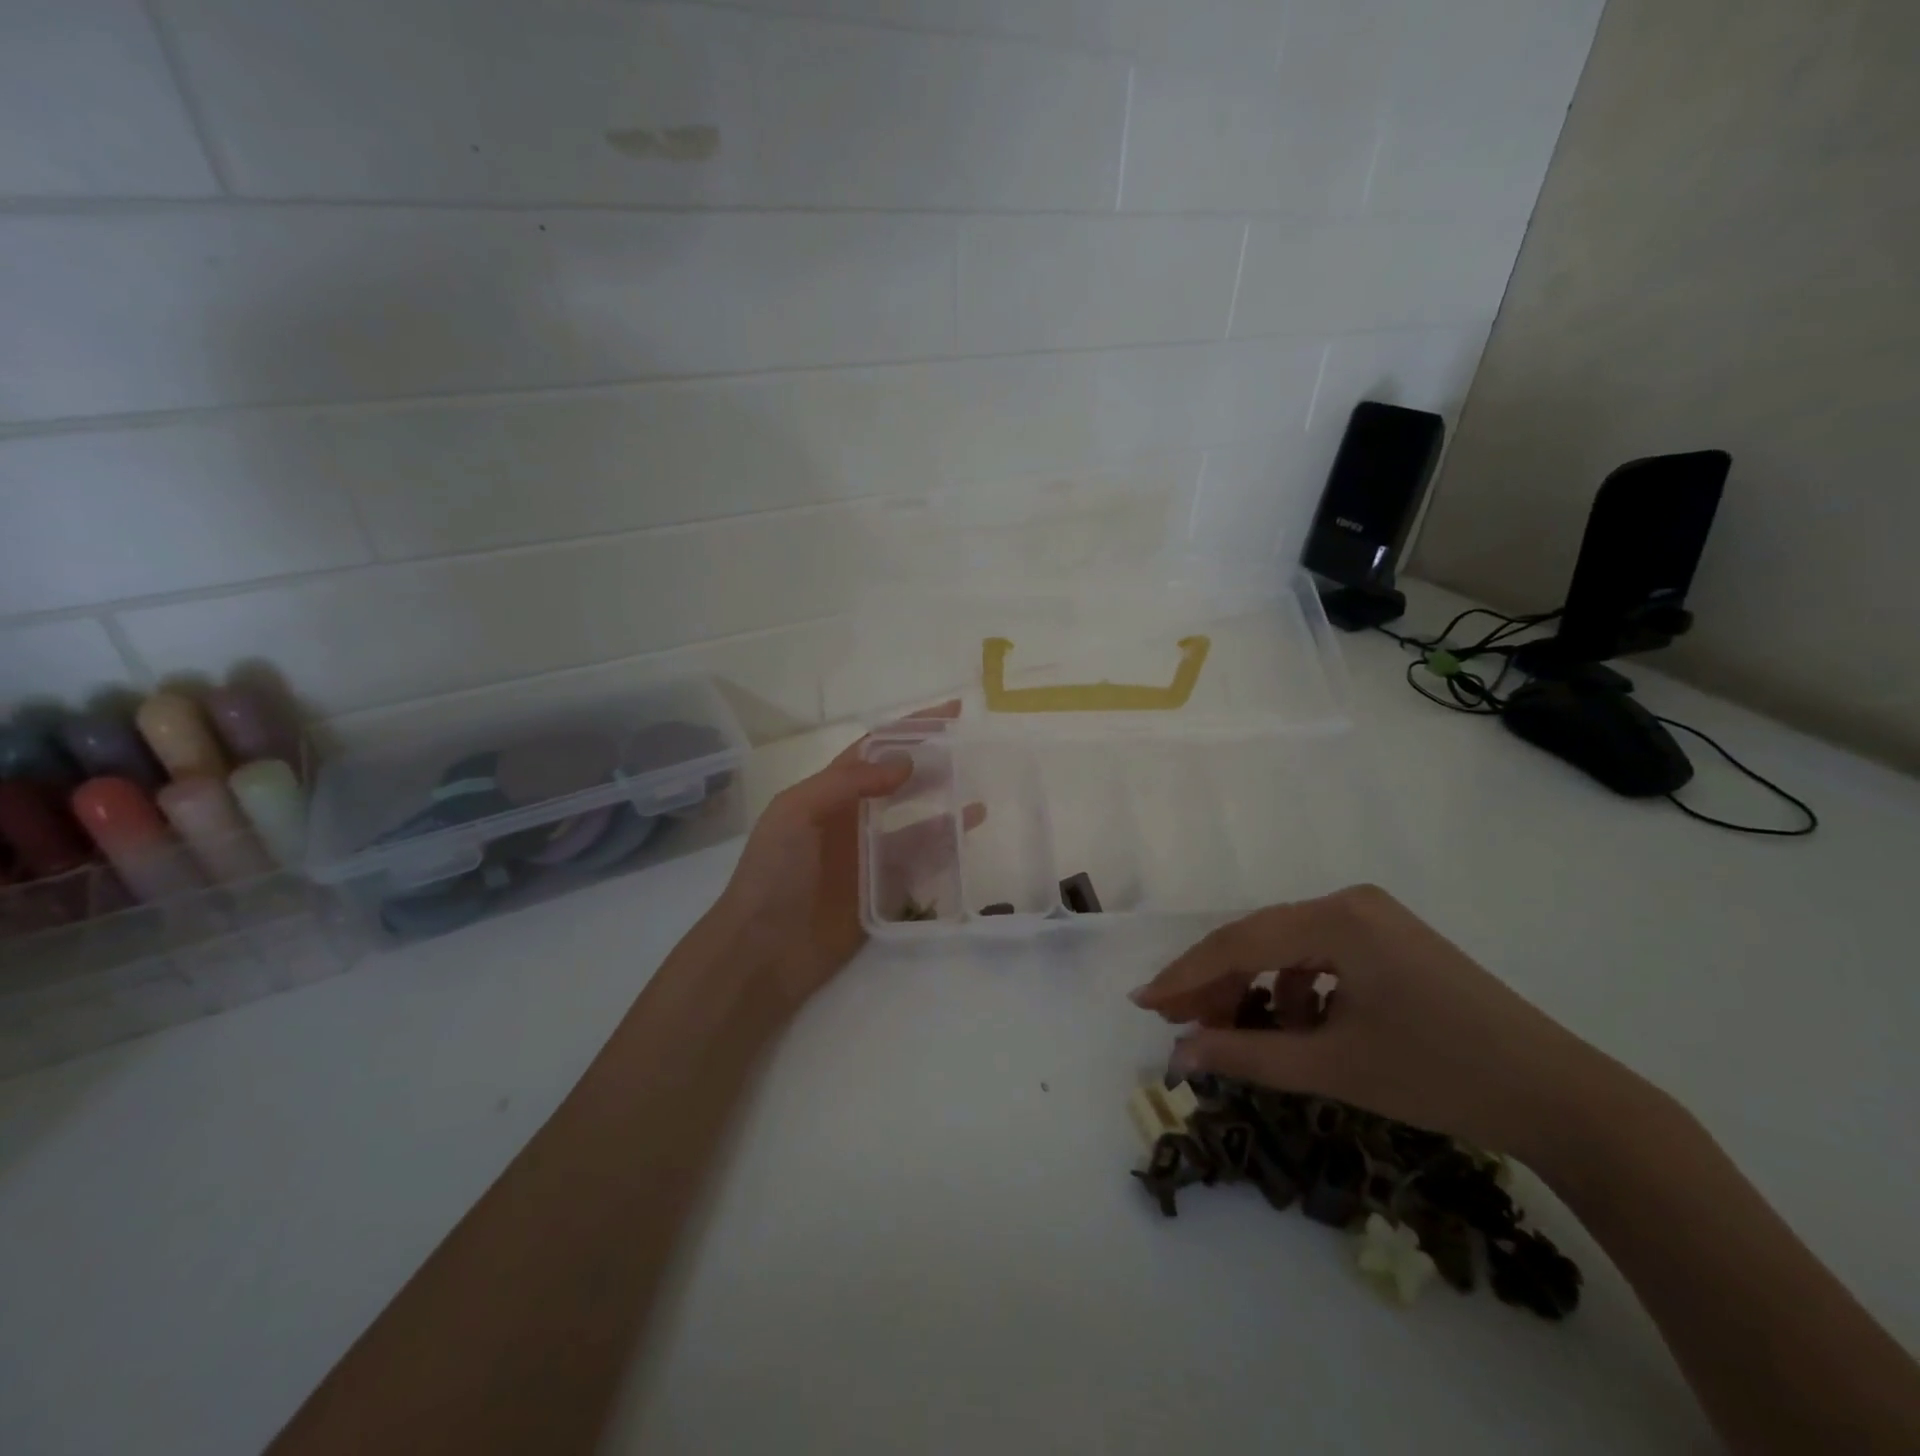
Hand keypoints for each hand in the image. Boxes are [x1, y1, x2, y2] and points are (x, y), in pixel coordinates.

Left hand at [711, 702, 969, 1011]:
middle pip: (899, 782)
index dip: (908, 729)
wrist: (763, 951)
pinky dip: (945, 848)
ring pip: (917, 821)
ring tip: (977, 790)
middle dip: (932, 763)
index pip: (874, 750)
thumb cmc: (773, 874)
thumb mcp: (796, 813)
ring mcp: (870, 856)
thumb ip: (847, 782)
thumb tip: (906, 762)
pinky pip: (921, 863)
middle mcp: (852, 819)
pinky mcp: (885, 891)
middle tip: (970, 750)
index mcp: (827, 794)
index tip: (950, 713)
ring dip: (945, 805)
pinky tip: (967, 835)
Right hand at [1130, 885, 1624, 1167]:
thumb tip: (1177, 1055)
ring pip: (1286, 946)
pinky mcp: (1391, 940)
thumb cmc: (1442, 1077)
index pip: (1239, 942)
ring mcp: (1374, 917)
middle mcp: (1350, 902)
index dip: (1185, 976)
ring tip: (1229, 1030)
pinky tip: (1295, 1026)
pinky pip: (1320, 955)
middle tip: (1176, 1022)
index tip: (1144, 1004)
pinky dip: (1294, 989)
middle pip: (1259, 938)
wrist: (1564, 1099)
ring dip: (1252, 987)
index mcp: (1337, 918)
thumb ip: (1246, 1056)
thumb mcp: (1333, 1068)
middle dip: (1214, 982)